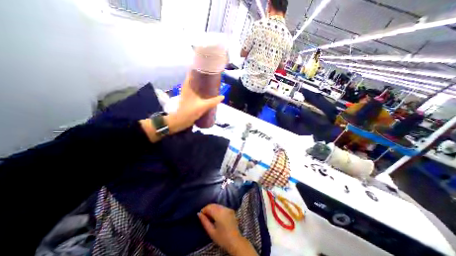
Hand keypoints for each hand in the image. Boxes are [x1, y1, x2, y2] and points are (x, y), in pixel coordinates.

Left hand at [167, 73, 224, 133]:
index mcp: (188, 86)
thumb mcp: (203, 106)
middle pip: (194, 78)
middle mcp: (187, 87)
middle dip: (202, 75)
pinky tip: (206, 92)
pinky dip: (200, 89)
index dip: (198, 68)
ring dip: (201, 82)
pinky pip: (196, 90)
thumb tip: (222, 96)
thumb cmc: (190, 112)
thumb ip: (213, 101)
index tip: (207, 67)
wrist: (181, 121)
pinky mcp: (189, 98)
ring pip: (195, 84)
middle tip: (212, 75)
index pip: (192, 73)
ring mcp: (188, 93)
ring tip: (210, 82)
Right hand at [198, 204, 257, 255]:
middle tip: (204, 216)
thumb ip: (204, 222)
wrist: (235, 241)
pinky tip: (216, 216)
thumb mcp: (211, 232)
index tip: (201, 215)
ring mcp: (228, 208)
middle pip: (213, 205)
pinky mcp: (231, 210)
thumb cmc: (222, 238)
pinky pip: (222, 207)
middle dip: (208, 208)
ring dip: (213, 208)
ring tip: (209, 216)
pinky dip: (217, 209)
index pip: (209, 207)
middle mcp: (224, 208)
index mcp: (219, 213)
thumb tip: (199, 214)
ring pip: (218, 205)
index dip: (204, 210)